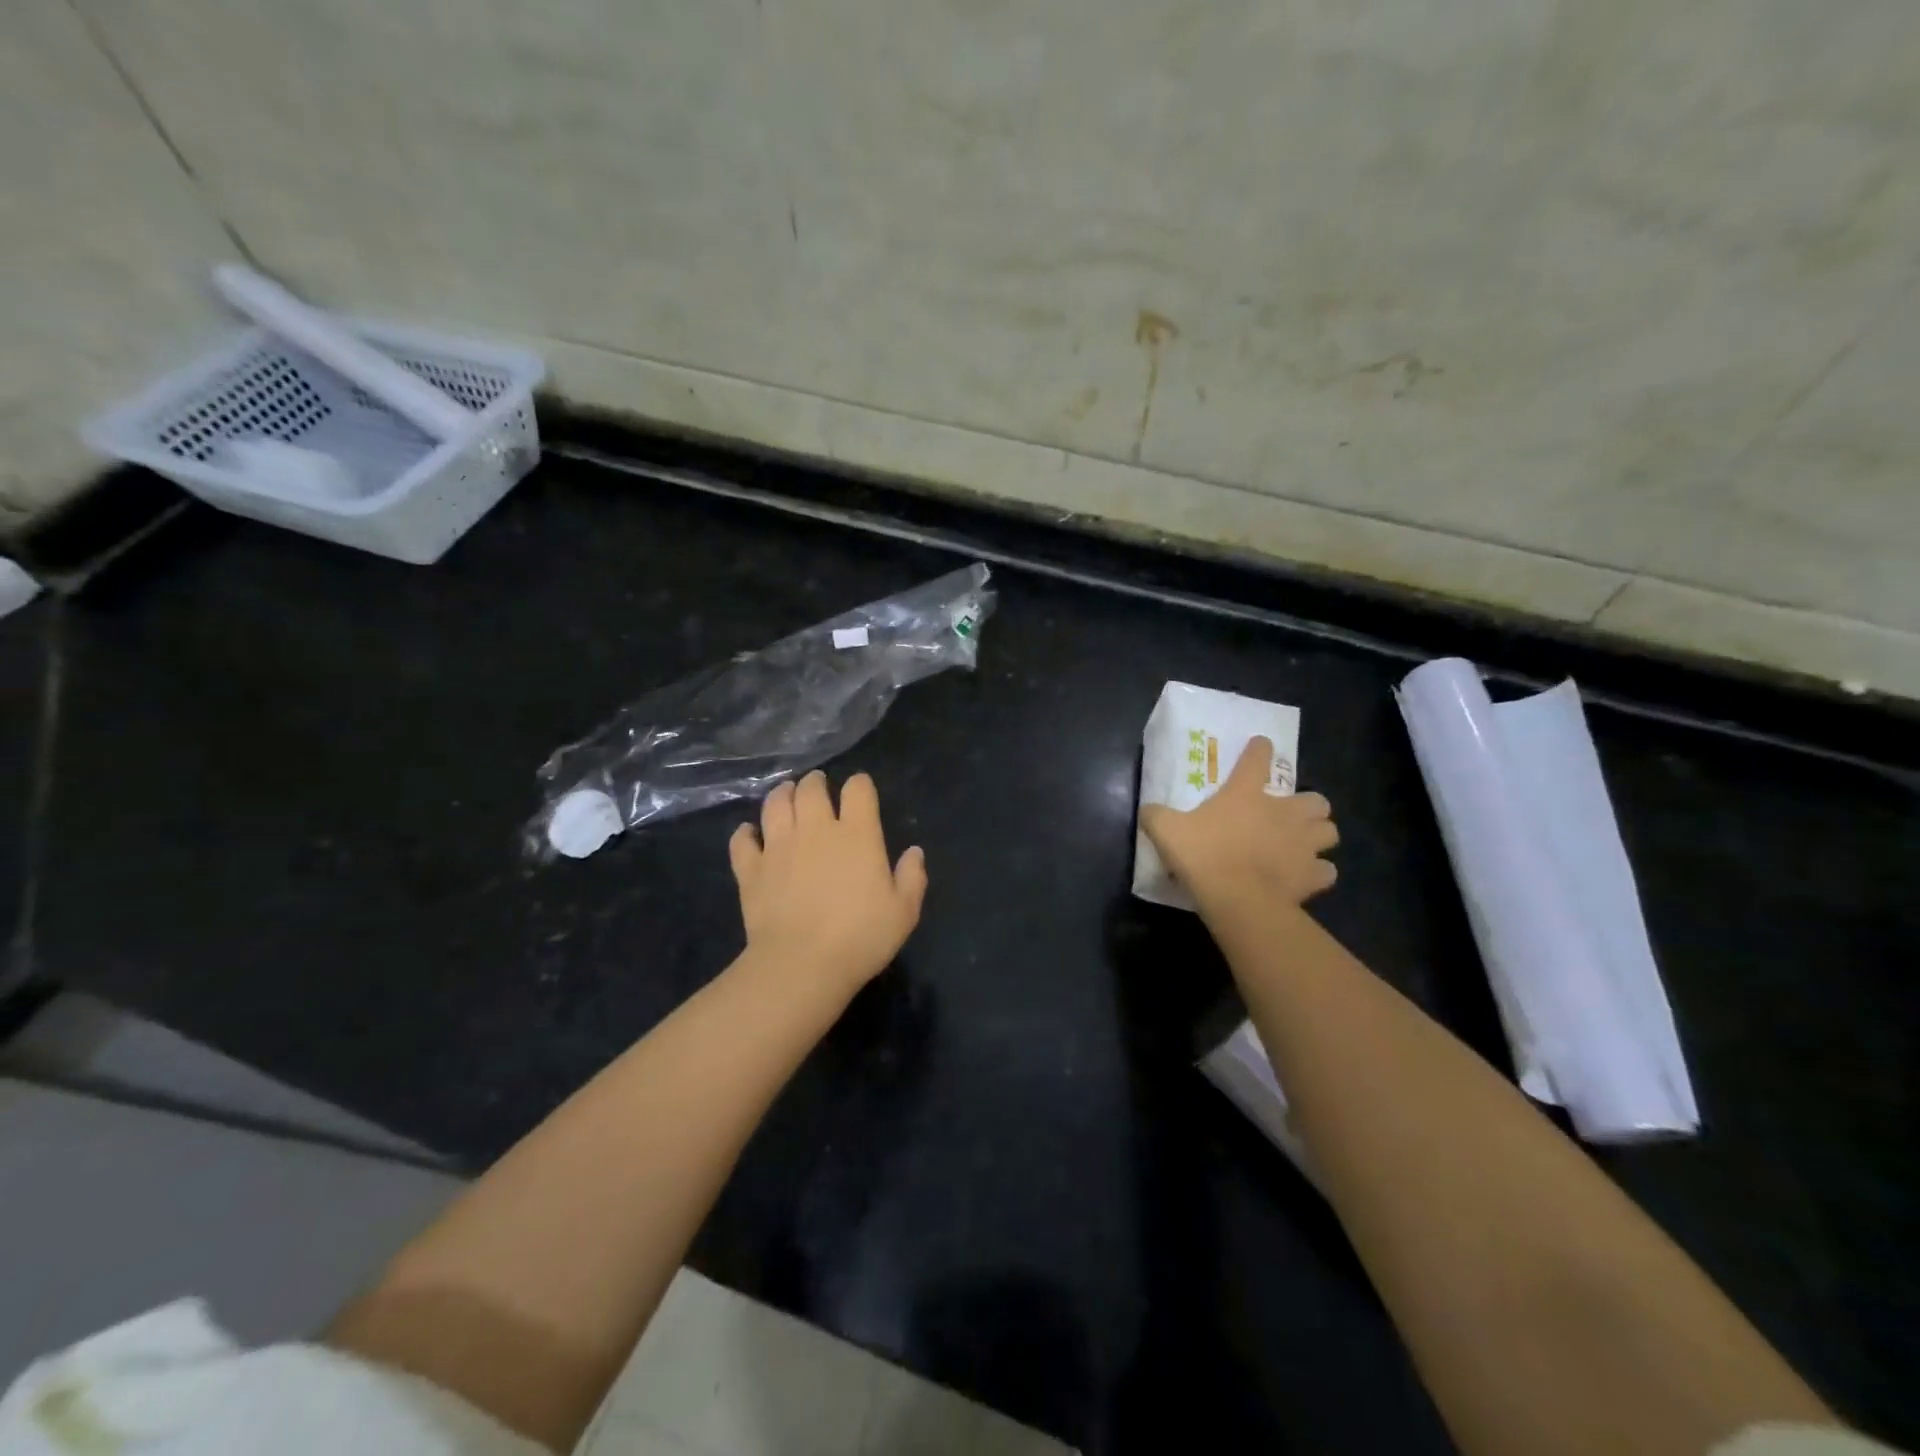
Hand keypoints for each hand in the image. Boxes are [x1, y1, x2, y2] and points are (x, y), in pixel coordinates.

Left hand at [728, 770, 927, 1001]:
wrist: (801, 965)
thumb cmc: (860, 938)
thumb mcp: (903, 912)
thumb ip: (912, 877)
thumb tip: (914, 852)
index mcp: (857, 834)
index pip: (858, 790)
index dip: (860, 784)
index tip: (860, 789)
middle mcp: (816, 830)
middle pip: (811, 789)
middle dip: (816, 782)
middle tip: (818, 785)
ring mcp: (778, 847)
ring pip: (775, 804)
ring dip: (782, 794)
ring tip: (786, 793)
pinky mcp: (751, 869)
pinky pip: (742, 840)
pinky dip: (745, 833)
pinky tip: (749, 833)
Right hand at [1141, 735, 1337, 912]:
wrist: (1238, 899)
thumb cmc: (1203, 856)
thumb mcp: (1166, 830)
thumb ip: (1156, 815)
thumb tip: (1147, 810)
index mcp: (1246, 794)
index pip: (1257, 758)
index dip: (1260, 749)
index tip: (1261, 745)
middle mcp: (1283, 812)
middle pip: (1315, 799)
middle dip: (1307, 806)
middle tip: (1289, 816)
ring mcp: (1304, 844)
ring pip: (1330, 832)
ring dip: (1319, 836)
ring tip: (1303, 845)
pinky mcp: (1313, 875)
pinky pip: (1326, 870)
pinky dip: (1318, 872)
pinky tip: (1304, 877)